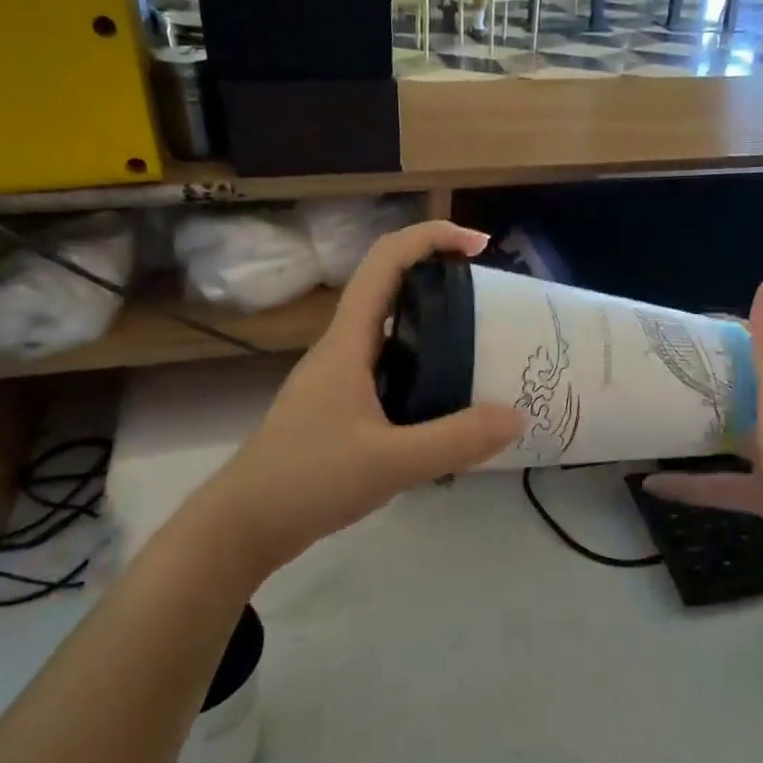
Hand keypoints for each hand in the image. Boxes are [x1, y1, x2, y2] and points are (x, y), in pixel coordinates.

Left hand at [197, 222, 522, 577]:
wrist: (245, 524)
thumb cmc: (308, 480)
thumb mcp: (392, 462)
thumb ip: (457, 439)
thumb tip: (517, 415)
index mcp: (348, 342)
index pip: (386, 261)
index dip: (432, 238)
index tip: (480, 246)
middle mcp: (342, 349)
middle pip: (392, 291)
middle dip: (442, 283)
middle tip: (492, 306)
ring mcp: (339, 380)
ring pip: (393, 336)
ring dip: (435, 331)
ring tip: (483, 352)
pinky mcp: (340, 409)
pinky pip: (390, 372)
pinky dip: (424, 372)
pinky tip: (449, 405)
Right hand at [642, 275, 762, 615]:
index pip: (756, 353)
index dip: (716, 343)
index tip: (668, 339)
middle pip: (740, 396)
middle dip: (698, 387)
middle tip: (644, 379)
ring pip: (732, 441)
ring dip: (694, 434)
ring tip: (645, 423)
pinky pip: (726, 486)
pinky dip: (693, 485)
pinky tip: (652, 485)